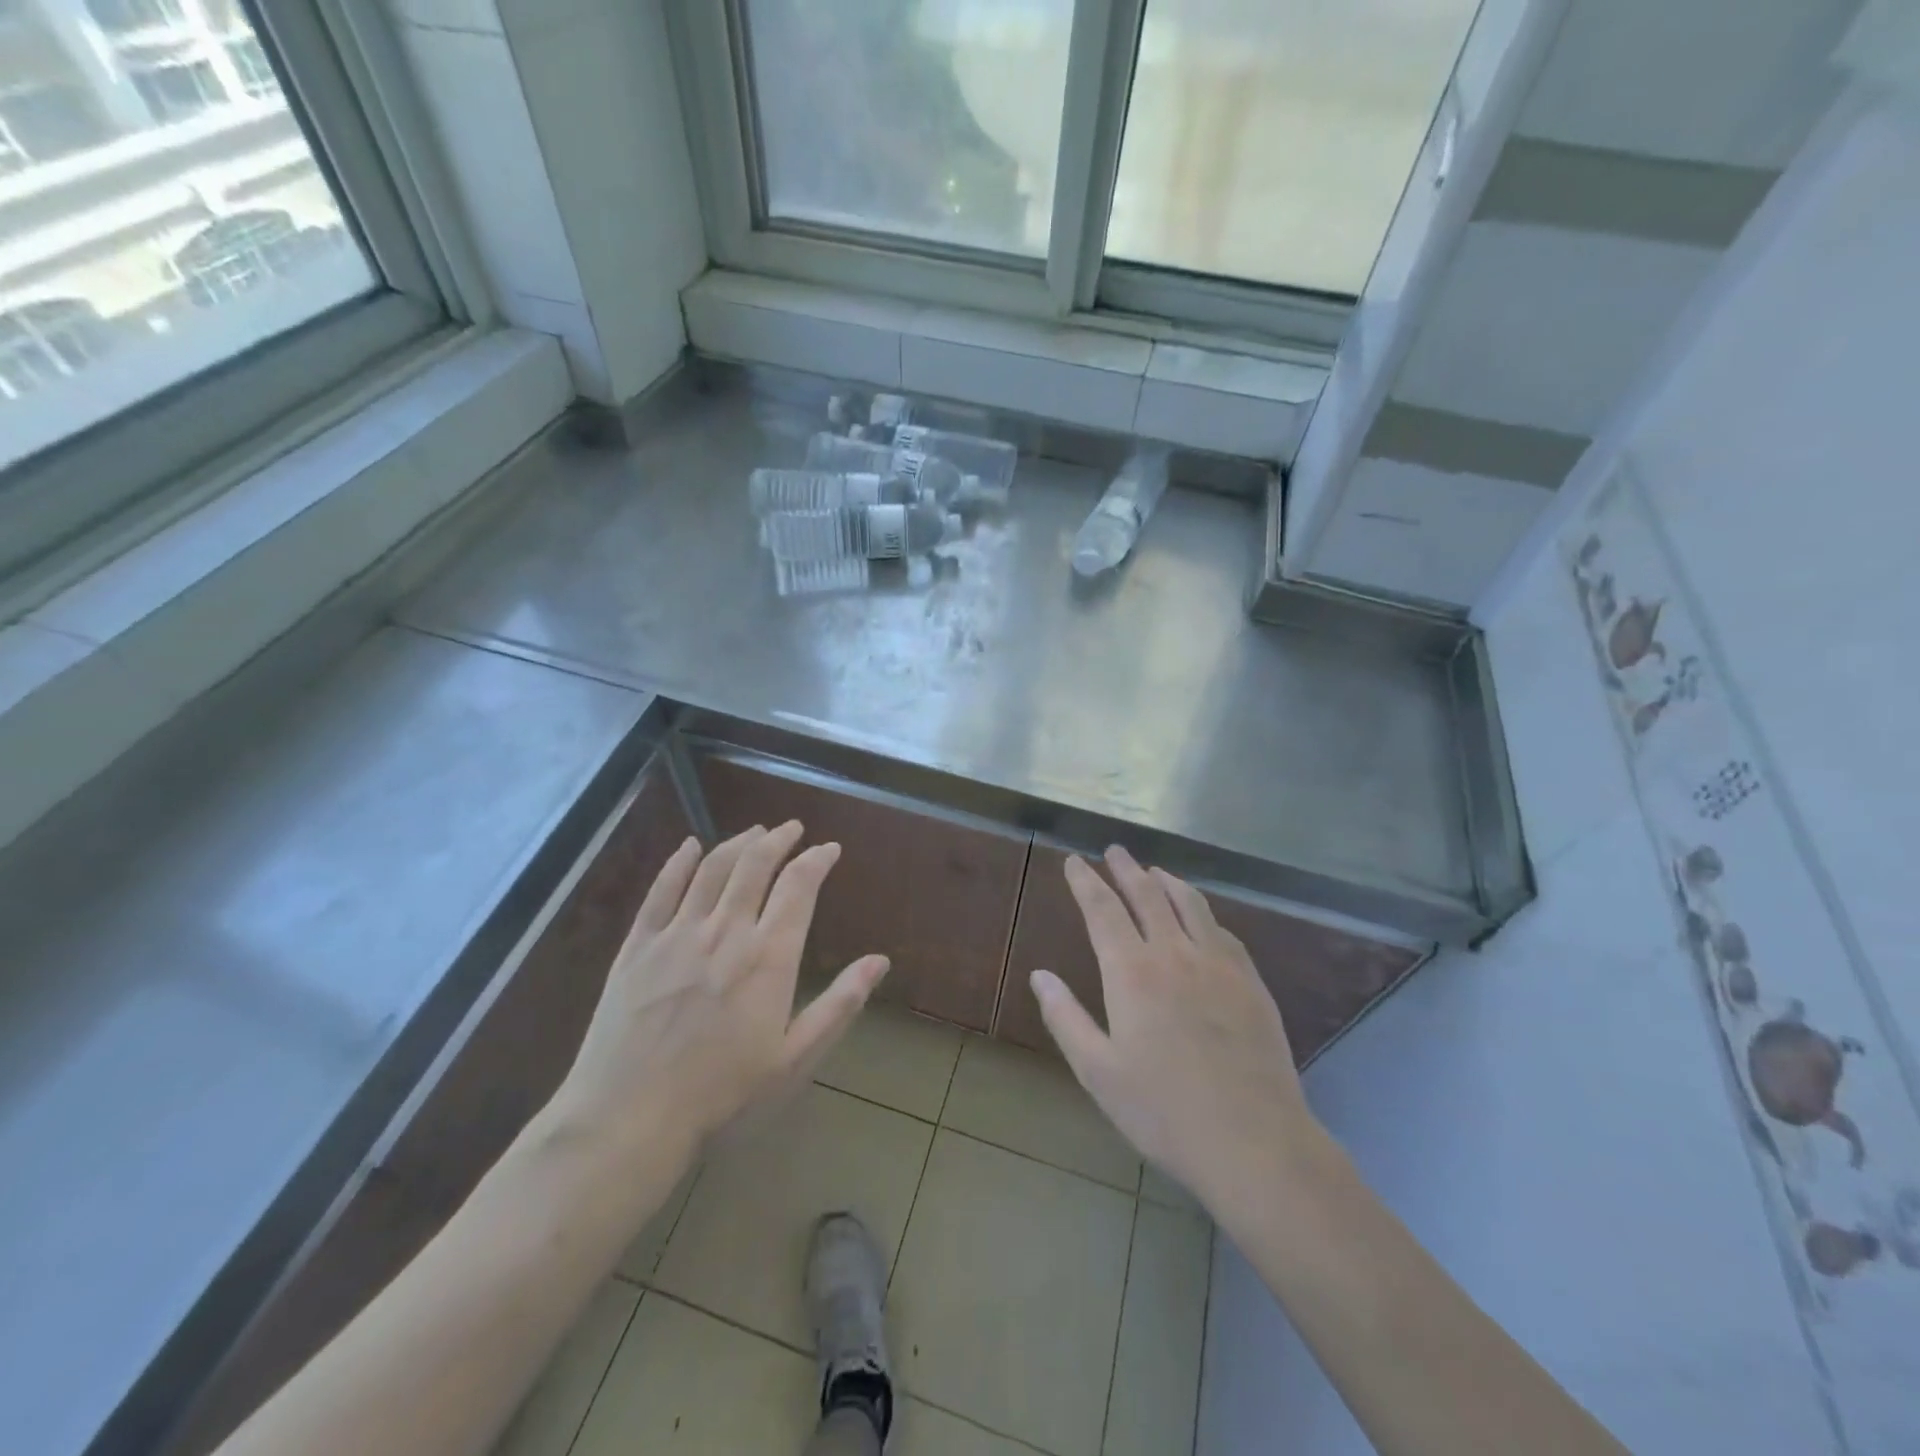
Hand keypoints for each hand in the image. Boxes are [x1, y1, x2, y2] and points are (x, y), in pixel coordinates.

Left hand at [551, 821, 888, 1167]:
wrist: (629, 1117)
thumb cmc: (722, 1095)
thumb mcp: (794, 1059)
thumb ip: (839, 1004)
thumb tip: (880, 961)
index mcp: (768, 957)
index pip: (799, 887)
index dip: (817, 860)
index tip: (829, 849)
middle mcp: (726, 931)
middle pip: (755, 864)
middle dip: (779, 839)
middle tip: (793, 828)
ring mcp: (677, 934)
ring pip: (713, 868)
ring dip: (738, 843)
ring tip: (755, 832)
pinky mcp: (638, 945)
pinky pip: (661, 889)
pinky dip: (678, 862)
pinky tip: (690, 845)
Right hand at [1032, 846, 1320, 1224]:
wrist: (1254, 1142)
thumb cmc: (1163, 1111)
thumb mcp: (1098, 1072)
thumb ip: (1066, 1018)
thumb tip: (1040, 976)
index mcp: (1132, 973)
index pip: (1102, 910)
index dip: (1085, 882)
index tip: (1074, 861)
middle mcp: (1175, 954)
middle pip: (1147, 895)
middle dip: (1126, 869)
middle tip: (1115, 851)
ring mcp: (1219, 964)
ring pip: (1190, 904)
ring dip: (1167, 881)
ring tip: (1154, 871)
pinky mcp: (1251, 981)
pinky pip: (1222, 930)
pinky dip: (1203, 912)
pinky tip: (1201, 917)